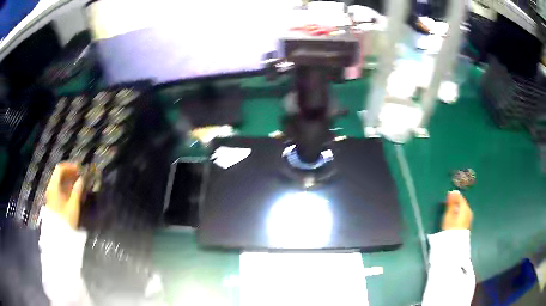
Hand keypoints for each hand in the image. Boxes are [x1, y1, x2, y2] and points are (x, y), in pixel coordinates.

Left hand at [45, 162, 84, 228]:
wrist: (59, 236)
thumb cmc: (66, 220)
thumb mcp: (73, 206)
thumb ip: (77, 190)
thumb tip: (82, 179)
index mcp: (54, 186)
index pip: (60, 168)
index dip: (70, 166)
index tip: (80, 169)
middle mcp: (51, 188)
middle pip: (59, 175)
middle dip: (71, 174)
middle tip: (81, 176)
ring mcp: (51, 195)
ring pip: (60, 183)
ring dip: (69, 181)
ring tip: (80, 186)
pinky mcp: (53, 202)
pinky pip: (59, 190)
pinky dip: (67, 189)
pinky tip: (74, 194)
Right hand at [442, 190, 472, 229]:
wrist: (455, 244)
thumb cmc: (450, 228)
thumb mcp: (449, 215)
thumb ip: (451, 203)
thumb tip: (452, 192)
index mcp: (465, 207)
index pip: (459, 197)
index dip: (453, 195)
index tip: (447, 196)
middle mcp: (469, 210)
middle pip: (462, 203)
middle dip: (455, 202)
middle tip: (448, 204)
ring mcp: (469, 217)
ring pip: (462, 208)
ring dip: (457, 208)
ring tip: (450, 212)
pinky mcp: (467, 223)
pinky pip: (463, 214)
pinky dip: (459, 213)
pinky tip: (454, 218)